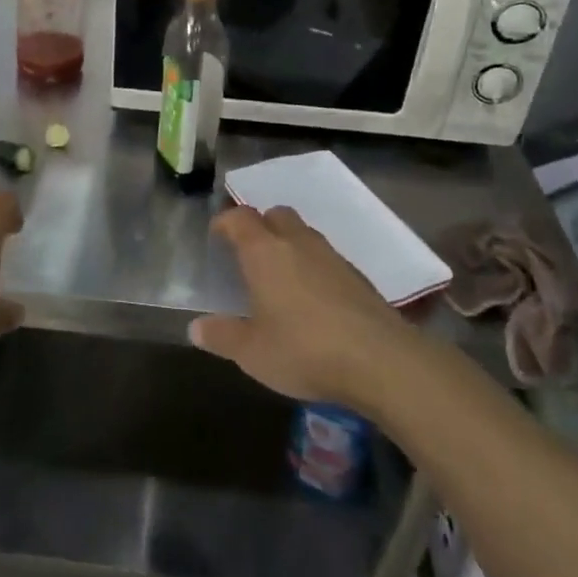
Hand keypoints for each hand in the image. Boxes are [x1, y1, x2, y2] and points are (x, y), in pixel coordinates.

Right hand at [193, 205, 412, 409]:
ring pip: (304, 234)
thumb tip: (195, 328)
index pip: (240, 218)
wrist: (381, 361)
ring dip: (289, 245)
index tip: (217, 236)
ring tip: (279, 276)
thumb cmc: (304, 350)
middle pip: (276, 215)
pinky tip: (312, 298)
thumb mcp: (252, 352)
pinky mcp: (359, 276)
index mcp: (265, 252)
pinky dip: (313, 267)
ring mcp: (333, 257)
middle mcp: (298, 243)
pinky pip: (326, 258)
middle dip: (260, 226)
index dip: (226, 222)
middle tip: (249, 253)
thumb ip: (222, 336)